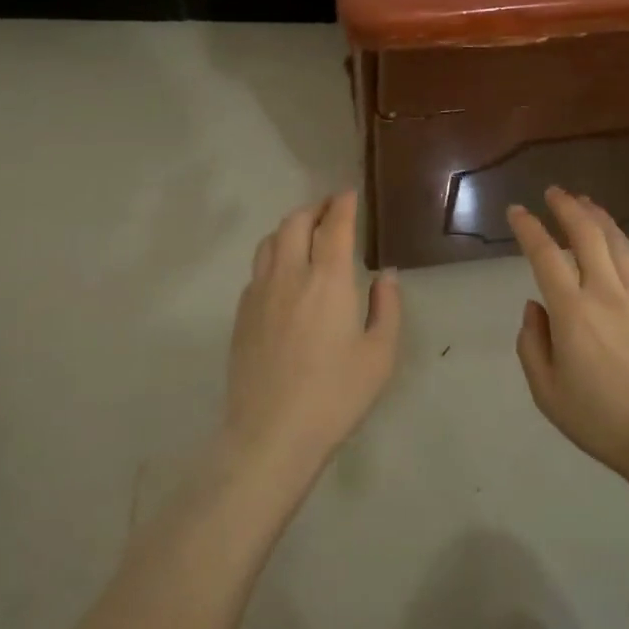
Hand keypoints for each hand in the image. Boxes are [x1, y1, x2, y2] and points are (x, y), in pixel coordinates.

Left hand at [223, 190, 400, 487]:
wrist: (271, 434)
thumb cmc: (335, 395)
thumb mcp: (379, 355)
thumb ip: (387, 308)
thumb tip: (385, 276)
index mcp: (328, 280)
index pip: (334, 225)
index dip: (342, 204)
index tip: (349, 194)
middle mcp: (290, 274)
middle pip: (295, 222)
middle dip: (314, 208)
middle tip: (329, 209)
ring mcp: (259, 292)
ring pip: (269, 240)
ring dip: (289, 227)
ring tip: (303, 233)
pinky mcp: (241, 314)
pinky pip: (256, 269)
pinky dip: (273, 256)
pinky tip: (282, 274)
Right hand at [508, 188, 628, 505]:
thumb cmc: (600, 419)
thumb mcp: (547, 392)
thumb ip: (532, 343)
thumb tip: (535, 306)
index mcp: (572, 311)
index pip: (545, 255)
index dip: (529, 228)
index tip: (517, 211)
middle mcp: (605, 292)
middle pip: (586, 235)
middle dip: (567, 207)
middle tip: (554, 192)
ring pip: (618, 242)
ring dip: (598, 217)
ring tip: (585, 201)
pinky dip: (623, 246)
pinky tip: (618, 244)